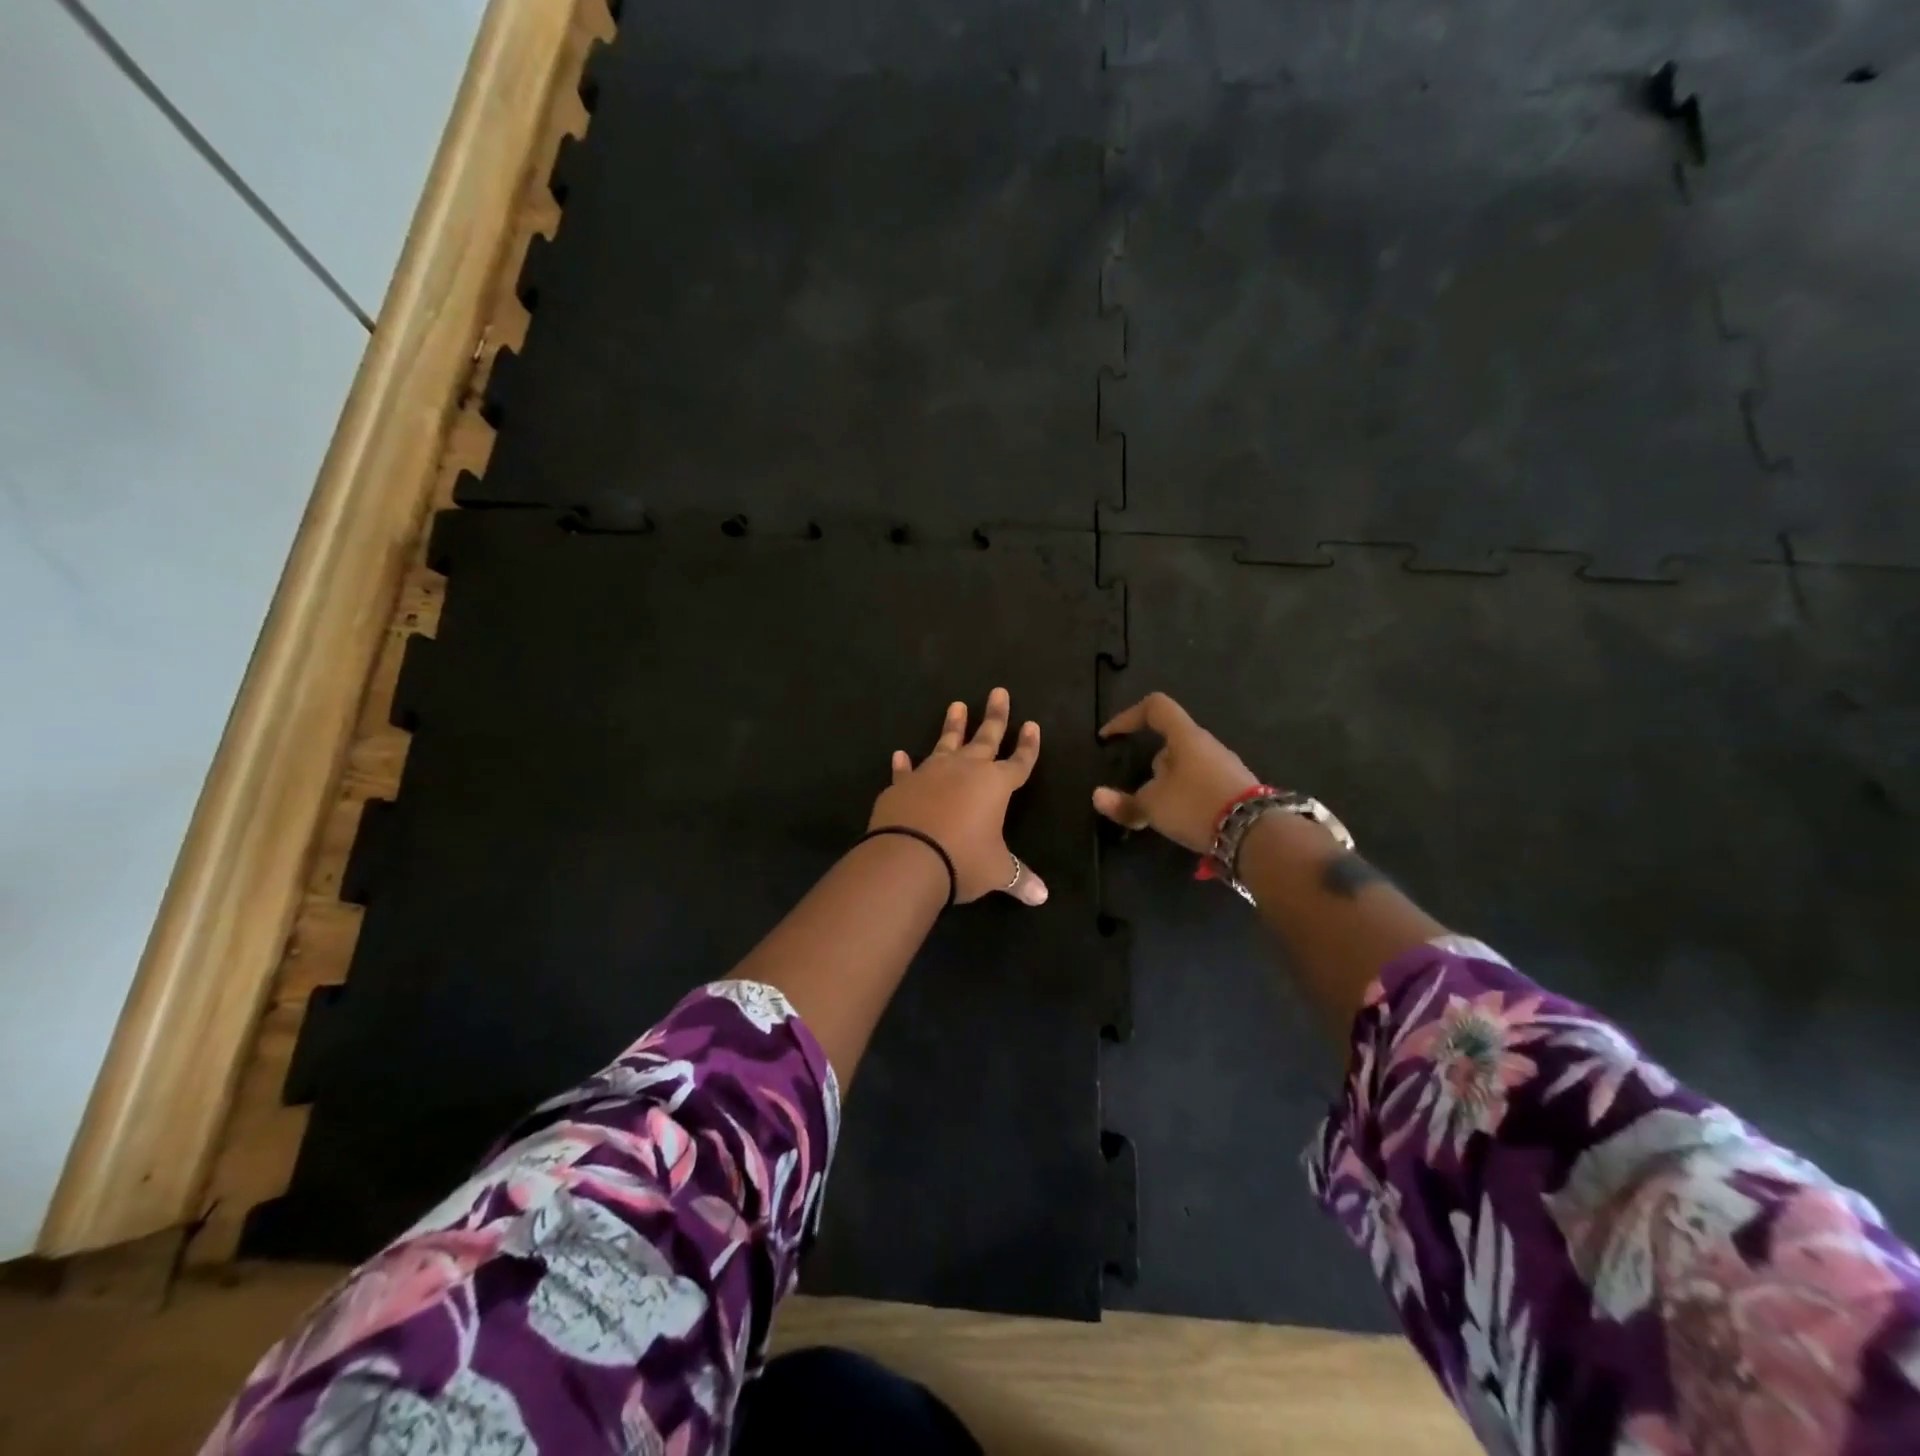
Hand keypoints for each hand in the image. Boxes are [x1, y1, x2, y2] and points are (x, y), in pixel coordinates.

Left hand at [869, 688, 1048, 905]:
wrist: (909, 857)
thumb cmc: (963, 860)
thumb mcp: (997, 871)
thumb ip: (1019, 878)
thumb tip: (1042, 897)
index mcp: (996, 785)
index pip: (1019, 761)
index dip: (1028, 746)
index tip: (1032, 725)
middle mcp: (965, 770)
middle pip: (985, 738)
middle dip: (995, 716)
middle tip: (998, 691)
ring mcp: (931, 773)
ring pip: (945, 743)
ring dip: (953, 726)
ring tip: (957, 705)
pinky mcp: (902, 785)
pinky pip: (905, 770)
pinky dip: (903, 763)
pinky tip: (900, 754)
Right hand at [1093, 692, 1259, 853]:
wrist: (1257, 834)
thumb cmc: (1197, 806)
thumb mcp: (1153, 806)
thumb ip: (1124, 803)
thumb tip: (1098, 796)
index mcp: (1186, 737)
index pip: (1155, 707)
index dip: (1127, 717)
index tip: (1110, 738)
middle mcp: (1208, 745)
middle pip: (1171, 741)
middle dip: (1151, 765)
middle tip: (1139, 792)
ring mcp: (1226, 766)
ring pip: (1187, 766)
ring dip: (1169, 784)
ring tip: (1161, 813)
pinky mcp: (1238, 789)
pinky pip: (1202, 784)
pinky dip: (1187, 797)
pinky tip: (1184, 821)